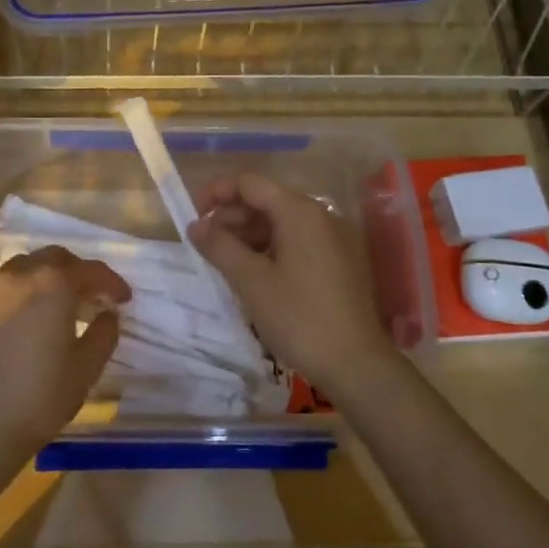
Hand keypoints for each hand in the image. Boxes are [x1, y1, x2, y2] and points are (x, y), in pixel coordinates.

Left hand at [0, 246, 130, 467]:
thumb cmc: (41, 396)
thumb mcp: (86, 368)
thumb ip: (104, 333)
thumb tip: (108, 314)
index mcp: (53, 283)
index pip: (91, 270)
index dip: (112, 282)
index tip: (124, 299)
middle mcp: (19, 275)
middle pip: (54, 258)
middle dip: (77, 272)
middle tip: (92, 295)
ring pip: (22, 267)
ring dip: (45, 277)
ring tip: (56, 303)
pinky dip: (16, 292)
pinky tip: (19, 315)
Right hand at [189, 173, 395, 388]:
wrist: (355, 363)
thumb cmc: (299, 317)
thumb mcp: (251, 281)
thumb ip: (220, 247)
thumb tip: (195, 225)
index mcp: (300, 212)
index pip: (250, 183)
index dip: (217, 193)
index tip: (192, 216)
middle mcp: (320, 216)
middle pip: (267, 201)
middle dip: (232, 217)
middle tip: (205, 244)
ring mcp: (334, 238)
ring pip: (282, 222)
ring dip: (249, 234)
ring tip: (225, 261)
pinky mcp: (339, 260)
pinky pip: (298, 241)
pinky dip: (271, 248)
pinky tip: (255, 273)